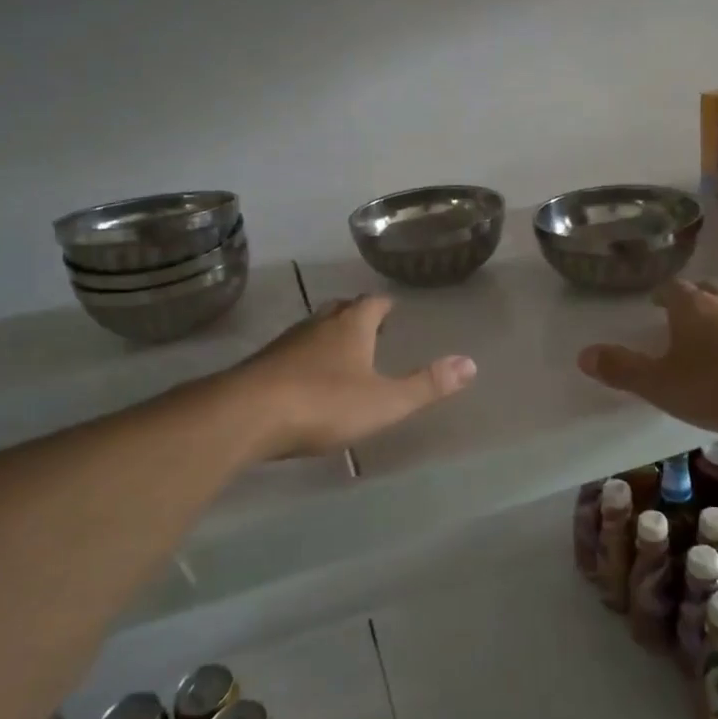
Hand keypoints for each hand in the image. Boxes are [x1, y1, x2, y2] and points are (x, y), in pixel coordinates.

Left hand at [234, 296, 474, 458]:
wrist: (246, 415)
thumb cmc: (324, 403)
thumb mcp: (385, 401)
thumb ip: (427, 385)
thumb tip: (470, 363)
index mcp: (351, 327)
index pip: (372, 303)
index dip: (384, 306)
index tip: (392, 308)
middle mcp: (318, 325)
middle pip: (340, 310)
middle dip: (356, 315)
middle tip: (370, 326)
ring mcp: (285, 343)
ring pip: (313, 329)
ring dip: (328, 335)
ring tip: (341, 351)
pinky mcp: (262, 365)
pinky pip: (290, 352)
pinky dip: (304, 358)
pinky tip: (305, 378)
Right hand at [578, 279, 717, 435]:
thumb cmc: (717, 385)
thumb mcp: (660, 383)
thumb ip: (623, 369)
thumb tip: (583, 355)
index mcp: (691, 306)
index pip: (672, 289)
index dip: (660, 295)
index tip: (654, 303)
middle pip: (705, 290)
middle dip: (691, 298)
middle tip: (680, 313)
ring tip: (709, 338)